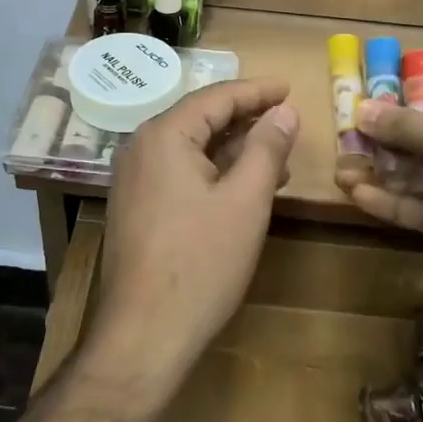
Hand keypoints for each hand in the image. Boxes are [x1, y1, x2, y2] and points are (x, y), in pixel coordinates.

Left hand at [82, 79, 298, 407]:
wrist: (144, 334)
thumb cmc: (201, 262)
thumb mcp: (245, 200)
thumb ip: (266, 148)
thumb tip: (284, 111)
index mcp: (163, 136)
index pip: (216, 97)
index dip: (257, 91)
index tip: (289, 88)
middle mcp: (141, 148)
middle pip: (200, 119)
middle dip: (245, 118)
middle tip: (285, 117)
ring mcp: (133, 180)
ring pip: (190, 148)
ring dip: (233, 148)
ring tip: (276, 154)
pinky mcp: (136, 208)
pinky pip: (179, 173)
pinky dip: (213, 172)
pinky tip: (243, 187)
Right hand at [339, 91, 422, 293]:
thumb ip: (404, 124)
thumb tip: (361, 107)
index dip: (408, 106)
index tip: (368, 109)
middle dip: (386, 142)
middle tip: (346, 141)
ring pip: (422, 178)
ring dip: (383, 174)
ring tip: (340, 170)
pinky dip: (393, 202)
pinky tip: (357, 195)